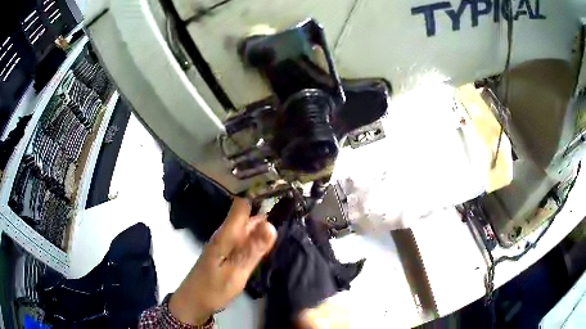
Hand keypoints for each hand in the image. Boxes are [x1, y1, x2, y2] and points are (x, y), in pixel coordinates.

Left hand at [169, 198, 276, 324]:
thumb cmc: (213, 289)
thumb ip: (253, 249)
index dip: (259, 199)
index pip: (241, 206)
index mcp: (226, 235)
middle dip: (266, 216)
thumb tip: (271, 224)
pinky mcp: (226, 256)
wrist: (193, 303)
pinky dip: (256, 241)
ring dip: (262, 229)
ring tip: (285, 229)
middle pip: (246, 217)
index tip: (282, 200)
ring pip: (246, 230)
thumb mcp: (236, 271)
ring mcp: (225, 246)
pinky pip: (243, 242)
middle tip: (291, 218)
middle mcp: (225, 236)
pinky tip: (267, 247)